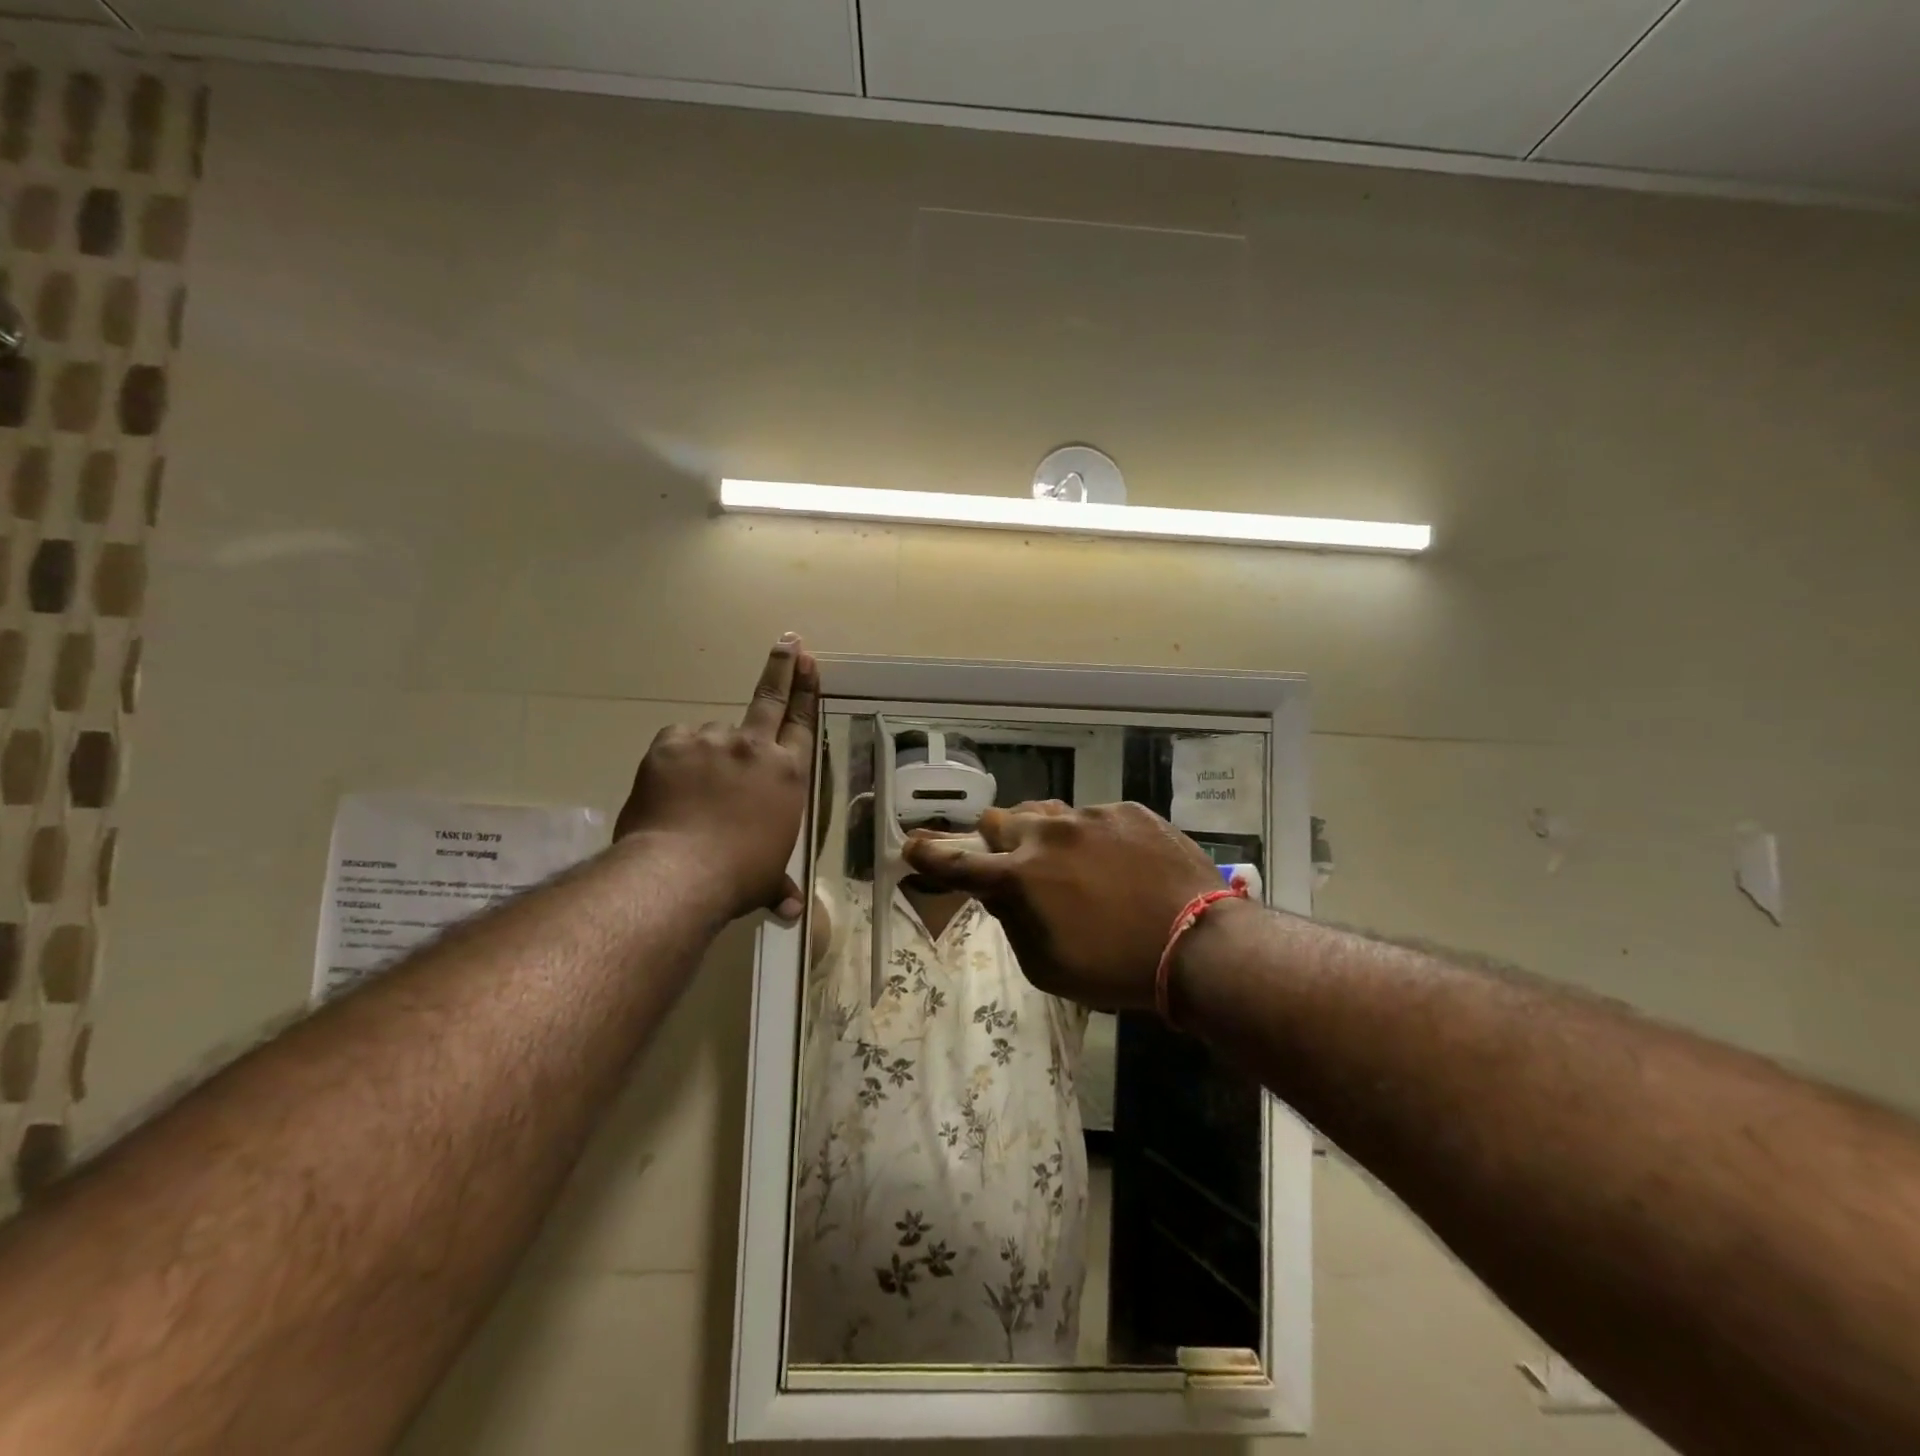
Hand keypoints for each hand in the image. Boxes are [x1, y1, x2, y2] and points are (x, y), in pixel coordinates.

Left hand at [615, 634, 818, 921]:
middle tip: (787, 642)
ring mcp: (712, 742)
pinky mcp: (671, 745)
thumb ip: (778, 886)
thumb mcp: (765, 880)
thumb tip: (791, 912)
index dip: (806, 691)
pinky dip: (676, 758)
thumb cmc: (738, 877)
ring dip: (708, 754)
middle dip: (781, 668)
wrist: (678, 873)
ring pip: (712, 735)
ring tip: (692, 793)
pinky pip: (676, 743)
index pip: (802, 724)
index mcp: (788, 776)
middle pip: (769, 699)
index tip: (808, 661)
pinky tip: (670, 785)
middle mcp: (755, 750)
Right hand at [904, 800, 1221, 1011]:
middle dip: (998, 842)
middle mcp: (1048, 834)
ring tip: (1070, 863)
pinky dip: (1093, 837)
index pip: (959, 863)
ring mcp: (1091, 816)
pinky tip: (1119, 864)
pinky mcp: (1128, 810)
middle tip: (1016, 865)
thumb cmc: (1115, 969)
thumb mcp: (1047, 966)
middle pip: (1001, 821)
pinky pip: (1095, 816)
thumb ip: (1011, 922)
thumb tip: (996, 892)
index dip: (930, 855)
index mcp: (1021, 877)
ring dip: (1045, 835)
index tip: (911, 846)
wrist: (1199, 944)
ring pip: (1048, 812)